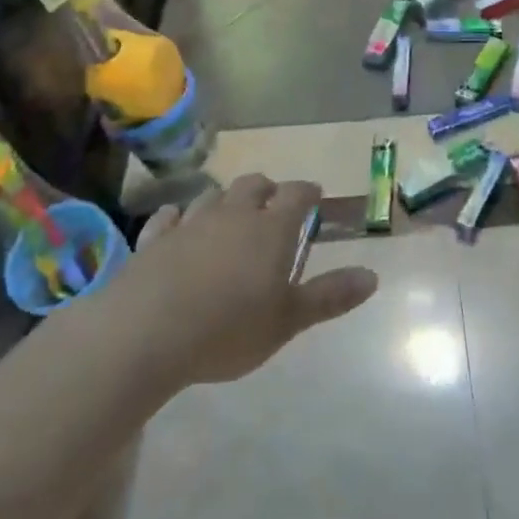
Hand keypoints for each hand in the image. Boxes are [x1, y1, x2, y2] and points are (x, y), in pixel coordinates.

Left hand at [111, 175, 378, 390]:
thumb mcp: (288, 320)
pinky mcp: (153, 240)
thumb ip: (329, 296)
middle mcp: (232, 215)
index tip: (314, 196)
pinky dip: (177, 216)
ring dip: (224, 199)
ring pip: (211, 196)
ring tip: (229, 213)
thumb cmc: (228, 329)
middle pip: (253, 185)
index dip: (307, 192)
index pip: (296, 195)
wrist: (145, 333)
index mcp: (271, 229)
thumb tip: (373, 276)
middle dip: (267, 189)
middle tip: (273, 203)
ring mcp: (189, 224)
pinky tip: (176, 222)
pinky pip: (168, 217)